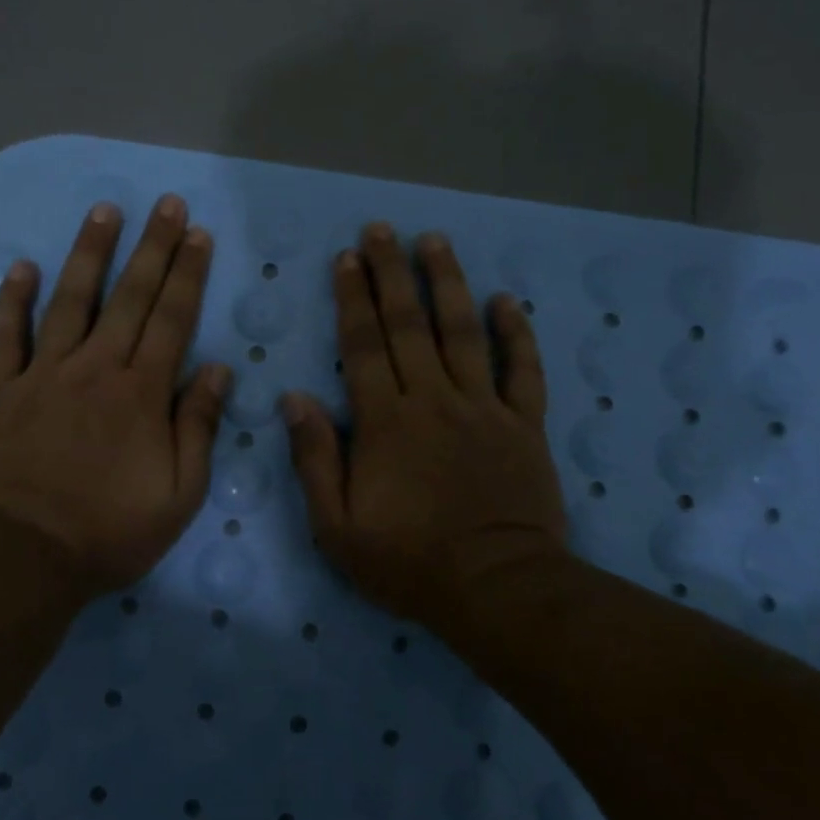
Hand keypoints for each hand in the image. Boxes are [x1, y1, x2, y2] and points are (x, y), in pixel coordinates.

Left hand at [0, 195, 230, 596]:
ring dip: (89, 253)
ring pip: (70, 301)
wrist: (24, 556)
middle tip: (165, 204)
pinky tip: (21, 267)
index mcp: (141, 394)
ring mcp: (42, 375)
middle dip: (152, 247)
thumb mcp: (179, 494)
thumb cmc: (110, 532)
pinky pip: (4, 335)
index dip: (187, 274)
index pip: (172, 320)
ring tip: (104, 211)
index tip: (197, 234)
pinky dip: (12, 299)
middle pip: (129, 297)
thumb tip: (218, 370)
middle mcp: (95, 369)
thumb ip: (199, 427)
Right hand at [282, 224, 568, 640]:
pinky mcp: (524, 425)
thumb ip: (316, 459)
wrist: (496, 589)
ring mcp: (483, 408)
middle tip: (382, 230)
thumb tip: (295, 399)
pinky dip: (516, 333)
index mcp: (386, 422)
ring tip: (434, 241)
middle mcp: (433, 400)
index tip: (347, 258)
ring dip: (447, 283)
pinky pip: (522, 370)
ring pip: (463, 332)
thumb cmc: (409, 562)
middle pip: (409, 324)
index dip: (353, 298)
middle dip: (392, 273)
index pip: (364, 345)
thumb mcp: (338, 527)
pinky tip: (506, 300)